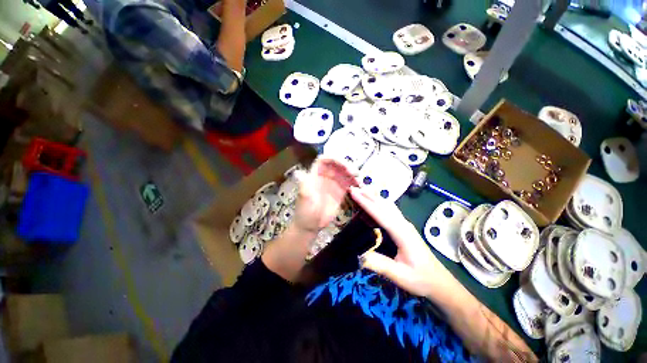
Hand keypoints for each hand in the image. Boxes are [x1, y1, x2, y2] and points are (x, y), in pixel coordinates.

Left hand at [262, 158, 356, 281]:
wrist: (310, 226)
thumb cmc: (304, 211)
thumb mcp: (304, 198)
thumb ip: (305, 185)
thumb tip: (299, 173)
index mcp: (315, 175)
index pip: (324, 160)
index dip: (333, 159)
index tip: (343, 165)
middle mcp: (326, 177)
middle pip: (337, 165)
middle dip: (346, 166)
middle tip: (354, 173)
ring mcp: (333, 184)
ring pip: (344, 173)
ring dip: (352, 174)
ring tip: (358, 180)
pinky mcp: (340, 193)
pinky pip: (349, 184)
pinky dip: (355, 183)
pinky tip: (359, 187)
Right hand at [350, 187, 452, 296]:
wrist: (440, 282)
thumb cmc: (421, 278)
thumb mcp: (400, 275)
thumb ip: (379, 264)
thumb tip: (356, 254)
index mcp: (402, 233)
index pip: (380, 213)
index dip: (365, 202)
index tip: (353, 193)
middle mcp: (403, 224)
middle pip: (384, 204)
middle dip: (368, 194)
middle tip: (353, 188)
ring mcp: (405, 225)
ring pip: (388, 205)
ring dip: (374, 196)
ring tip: (361, 191)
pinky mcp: (404, 227)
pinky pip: (390, 210)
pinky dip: (379, 203)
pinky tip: (374, 203)